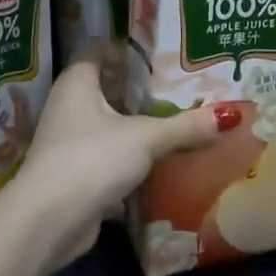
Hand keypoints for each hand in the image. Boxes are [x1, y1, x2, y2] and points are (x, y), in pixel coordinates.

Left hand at [5, 48, 226, 271]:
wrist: (46, 225)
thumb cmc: (91, 160)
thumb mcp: (146, 138)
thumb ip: (185, 127)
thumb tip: (229, 116)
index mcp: (77, 84)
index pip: (97, 52)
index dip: (124, 50)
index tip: (157, 56)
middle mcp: (68, 109)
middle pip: (107, 90)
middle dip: (140, 92)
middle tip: (179, 90)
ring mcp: (69, 146)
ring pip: (109, 129)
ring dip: (137, 130)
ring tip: (178, 125)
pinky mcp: (75, 179)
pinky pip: (109, 162)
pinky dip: (131, 164)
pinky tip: (161, 166)